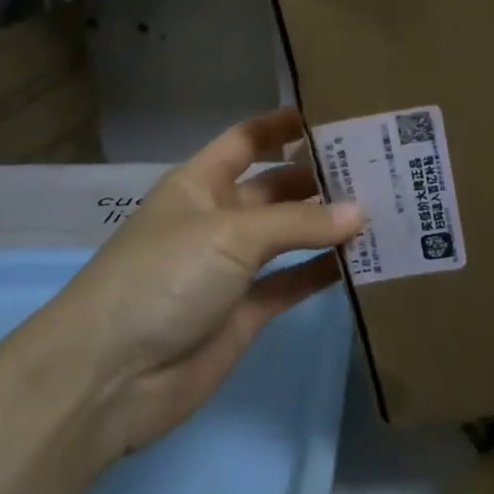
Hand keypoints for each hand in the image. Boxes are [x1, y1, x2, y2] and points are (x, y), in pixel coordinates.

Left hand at [48, 108, 363, 458]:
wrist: (111, 376)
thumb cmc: (164, 276)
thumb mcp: (230, 234)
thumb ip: (298, 222)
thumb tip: (361, 212)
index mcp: (201, 183)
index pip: (247, 140)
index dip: (283, 126)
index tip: (334, 117)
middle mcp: (218, 218)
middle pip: (276, 188)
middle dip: (319, 178)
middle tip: (378, 169)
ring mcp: (232, 267)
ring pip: (289, 236)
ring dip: (327, 226)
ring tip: (383, 210)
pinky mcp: (246, 312)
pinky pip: (291, 282)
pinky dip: (322, 272)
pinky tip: (362, 262)